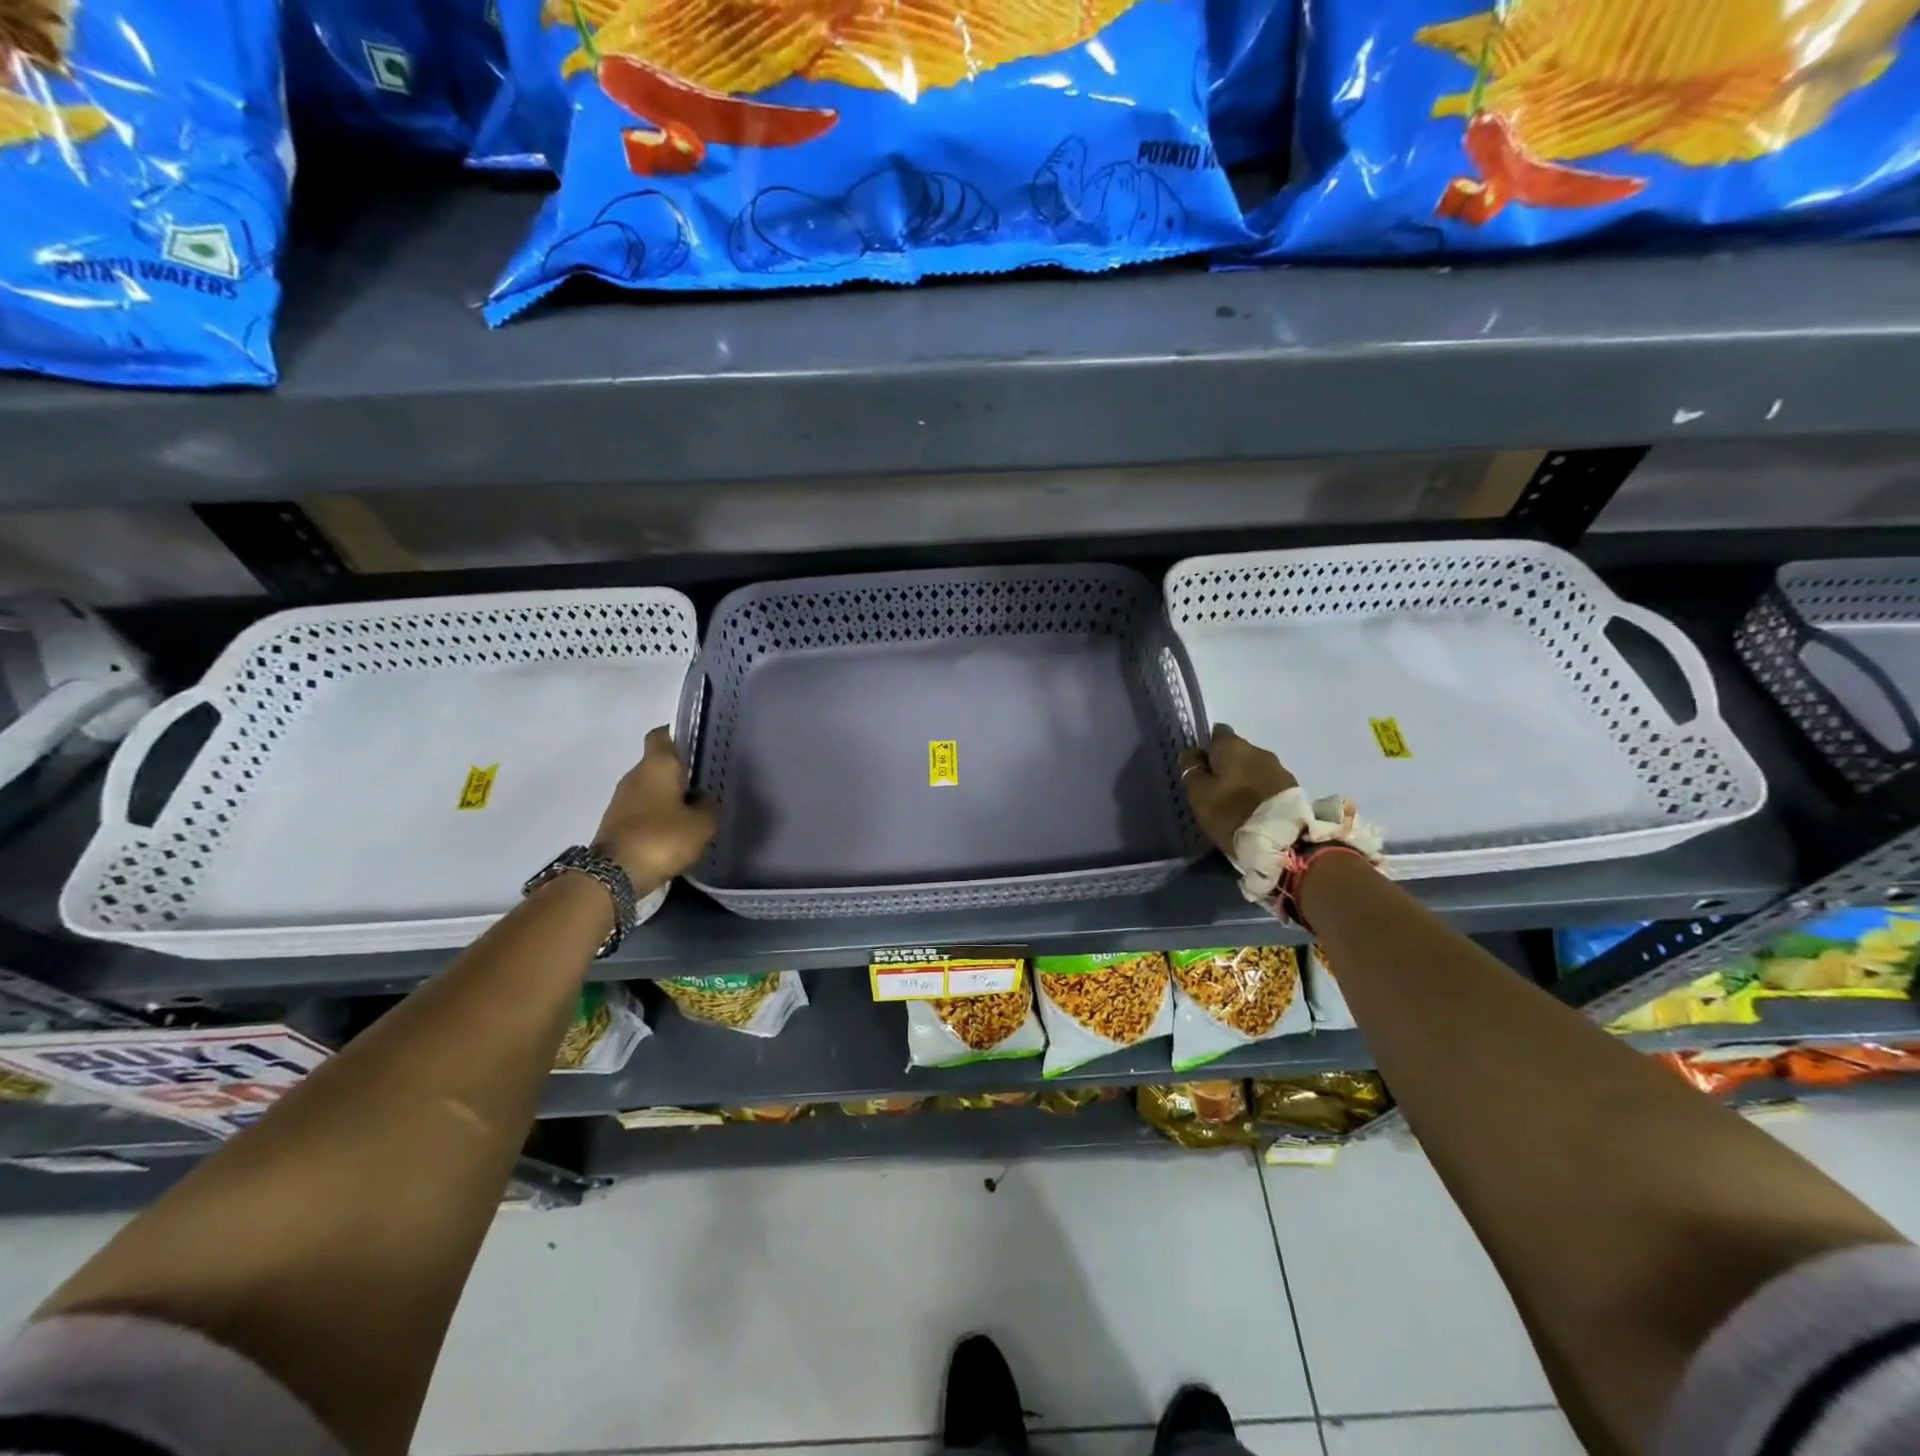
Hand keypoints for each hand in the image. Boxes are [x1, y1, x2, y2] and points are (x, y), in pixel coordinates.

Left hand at [593, 726, 718, 890]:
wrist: (613, 875)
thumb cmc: (662, 838)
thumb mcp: (702, 824)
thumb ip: (709, 806)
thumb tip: (704, 800)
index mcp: (657, 765)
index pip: (663, 734)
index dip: (680, 735)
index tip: (699, 746)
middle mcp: (635, 775)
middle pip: (659, 764)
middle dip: (681, 773)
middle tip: (707, 784)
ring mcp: (622, 799)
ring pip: (651, 788)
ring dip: (670, 797)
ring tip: (695, 811)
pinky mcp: (616, 822)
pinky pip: (643, 810)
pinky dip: (658, 816)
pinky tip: (676, 831)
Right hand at [1179, 725, 1296, 859]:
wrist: (1281, 841)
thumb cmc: (1231, 812)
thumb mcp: (1198, 793)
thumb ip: (1191, 769)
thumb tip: (1192, 753)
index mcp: (1233, 746)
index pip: (1216, 733)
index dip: (1206, 748)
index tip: (1199, 768)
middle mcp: (1259, 750)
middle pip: (1237, 751)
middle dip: (1226, 766)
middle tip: (1214, 790)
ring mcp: (1280, 769)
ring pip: (1254, 768)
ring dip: (1244, 780)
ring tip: (1235, 803)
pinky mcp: (1293, 789)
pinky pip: (1268, 784)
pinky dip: (1258, 792)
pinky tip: (1252, 810)